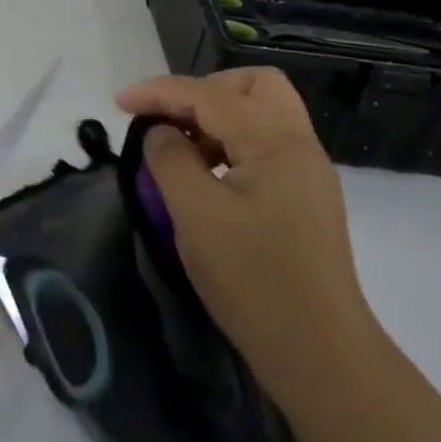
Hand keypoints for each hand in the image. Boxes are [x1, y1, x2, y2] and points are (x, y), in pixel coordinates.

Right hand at [115, 68, 369, 404]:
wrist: (321, 355)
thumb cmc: (254, 281)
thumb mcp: (197, 216)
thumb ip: (170, 160)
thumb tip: (161, 132)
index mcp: (276, 142)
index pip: (210, 94)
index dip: (160, 92)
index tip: (119, 102)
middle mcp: (299, 145)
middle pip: (253, 86)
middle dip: (204, 91)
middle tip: (169, 118)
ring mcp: (307, 172)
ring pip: (263, 113)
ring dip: (218, 117)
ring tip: (181, 150)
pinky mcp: (305, 197)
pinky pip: (266, 144)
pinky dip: (232, 143)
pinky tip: (208, 175)